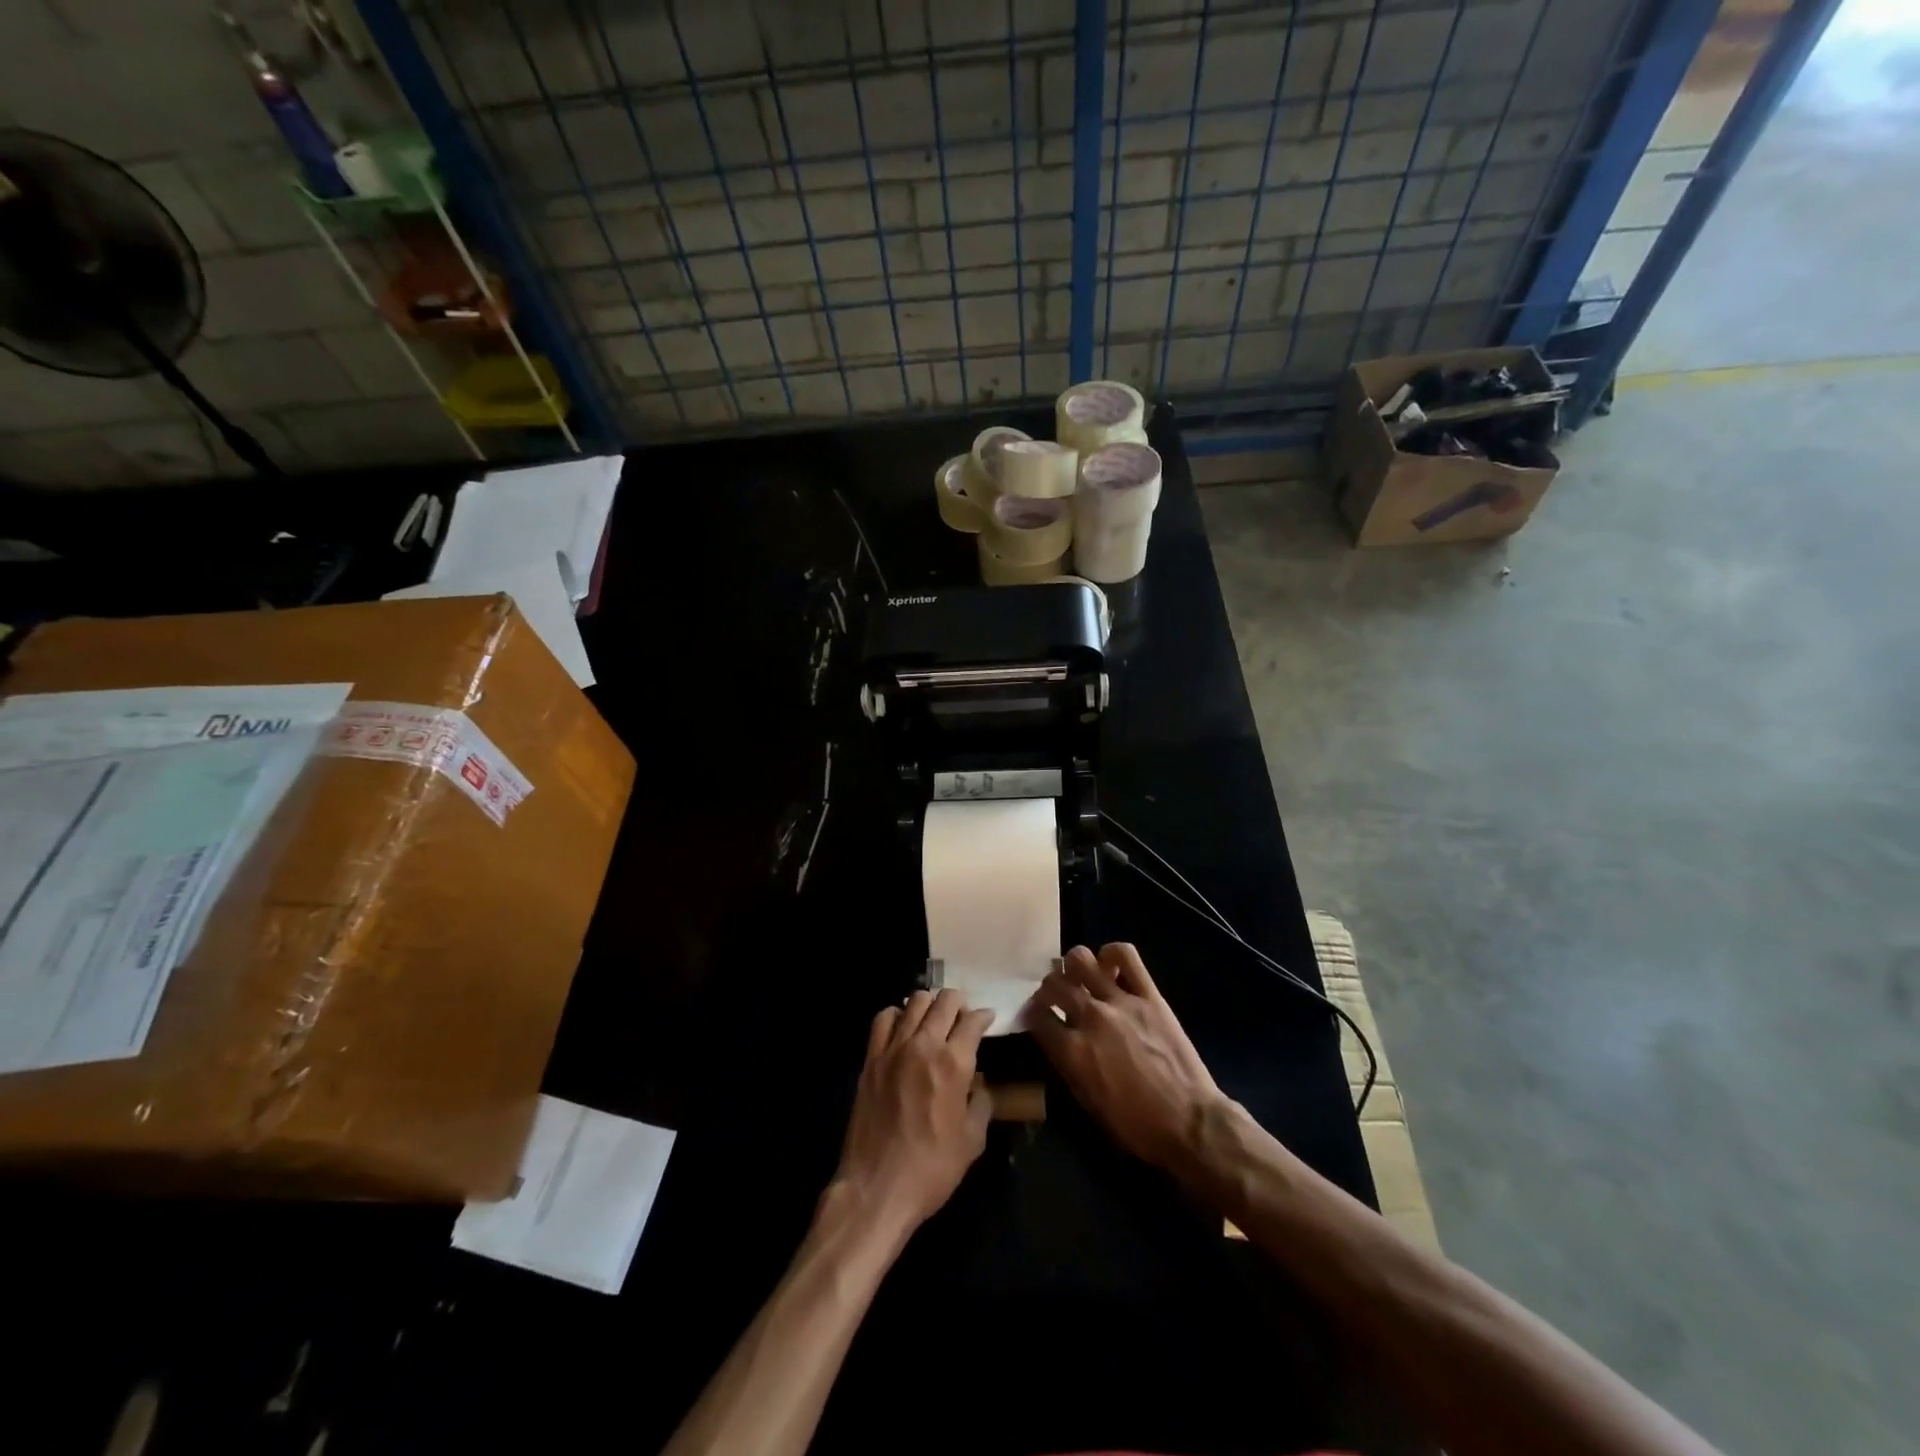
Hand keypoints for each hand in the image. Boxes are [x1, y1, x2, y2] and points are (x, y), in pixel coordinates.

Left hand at [828, 988, 995, 1238]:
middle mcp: (924, 1045)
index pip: (973, 1021)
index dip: (984, 1016)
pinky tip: (903, 1027)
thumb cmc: (932, 1169)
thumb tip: (979, 1084)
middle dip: (959, 1002)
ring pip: (914, 1002)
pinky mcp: (871, 1059)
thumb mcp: (972, 1141)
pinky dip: (897, 1014)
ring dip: (930, 1004)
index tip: (987, 1019)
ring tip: (934, 1018)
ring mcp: (894, 1048)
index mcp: (954, 1063)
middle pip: (944, 1001)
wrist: (877, 1188)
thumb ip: (981, 1103)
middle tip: (963, 1015)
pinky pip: (884, 1019)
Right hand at [1031, 943, 1226, 1170]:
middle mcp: (1091, 1018)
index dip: (1033, 1015)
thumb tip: (1058, 1041)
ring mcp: (1121, 1002)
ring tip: (1080, 976)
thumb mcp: (1089, 1104)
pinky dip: (1113, 953)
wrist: (1190, 1123)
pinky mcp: (1149, 995)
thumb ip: (1068, 1065)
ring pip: (1081, 960)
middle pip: (1054, 984)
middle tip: (1056, 996)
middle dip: (1048, 988)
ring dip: (1073, 966)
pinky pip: (1126, 956)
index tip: (1037, 1016)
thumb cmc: (1137, 1126)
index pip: (1037, 1017)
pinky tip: (1110, 964)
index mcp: (1072, 1051)